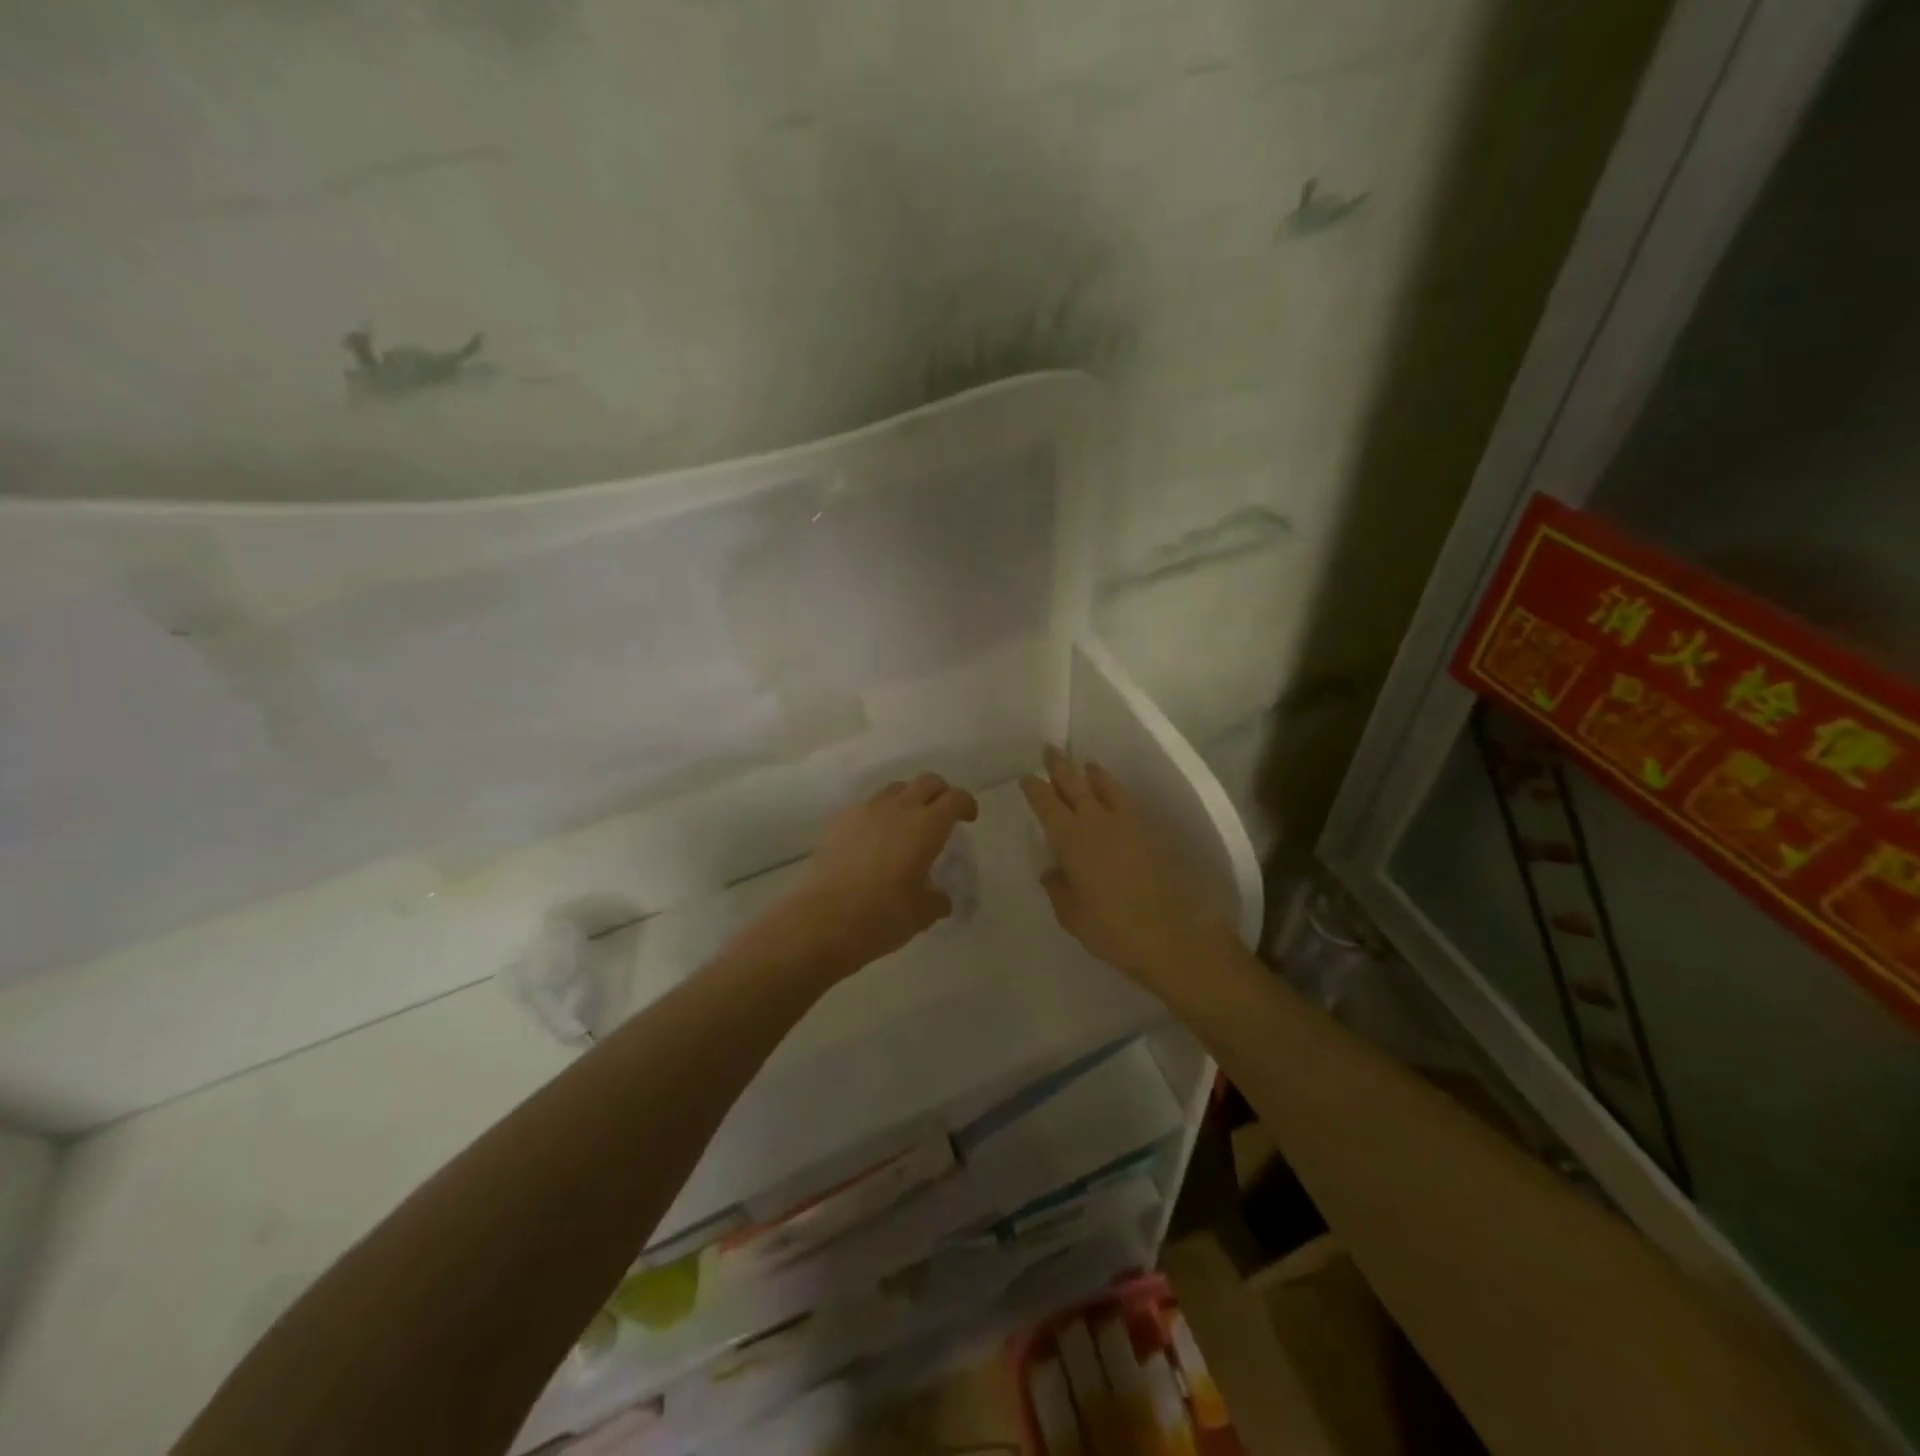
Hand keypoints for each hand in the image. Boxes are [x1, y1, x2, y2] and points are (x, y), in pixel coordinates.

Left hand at [772, 773, 978, 975]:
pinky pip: (867, 806)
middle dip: (940, 793)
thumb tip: (940, 897)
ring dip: (908, 799)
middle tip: (942, 814)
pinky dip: (879, 814)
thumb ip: (937, 900)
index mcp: (926, 826)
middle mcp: (898, 809)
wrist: (822, 920)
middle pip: (926, 782)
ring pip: (895, 789)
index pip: (955, 799)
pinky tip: (875, 839)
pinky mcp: (839, 821)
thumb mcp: (922, 914)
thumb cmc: (882, 916)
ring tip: (907, 824)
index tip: (968, 818)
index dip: (966, 804)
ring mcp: (865, 811)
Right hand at [1021, 747, 1230, 982]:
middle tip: (1050, 750)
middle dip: (1061, 766)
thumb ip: (1058, 888)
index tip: (1027, 777)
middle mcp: (1097, 822)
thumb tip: (1053, 871)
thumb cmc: (1112, 928)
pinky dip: (1114, 791)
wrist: (1172, 934)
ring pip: (1106, 786)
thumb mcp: (1071, 915)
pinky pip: (1126, 801)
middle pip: (1075, 784)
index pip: (1047, 804)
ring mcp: (1127, 825)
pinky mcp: (1149, 834)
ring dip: (1092, 773)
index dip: (1035, 789)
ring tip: (1087, 765)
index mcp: (1071, 839)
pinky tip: (1113, 796)